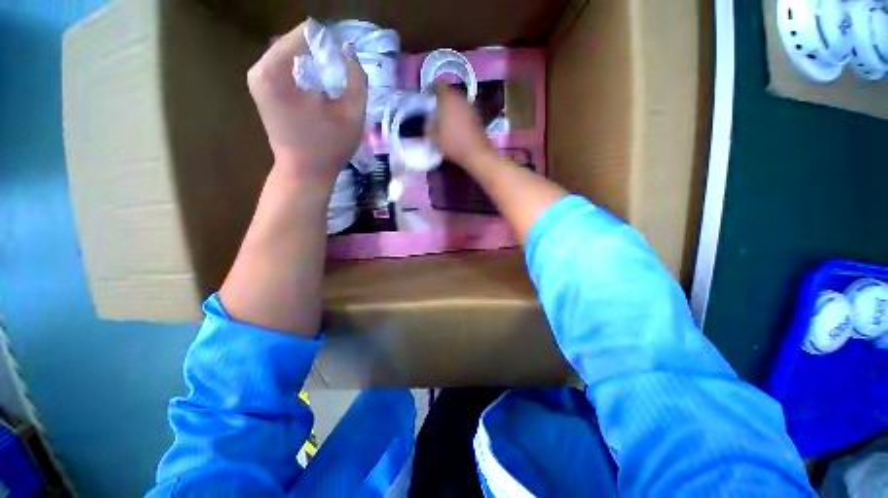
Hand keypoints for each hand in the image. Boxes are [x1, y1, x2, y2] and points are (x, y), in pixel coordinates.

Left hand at [247, 21, 367, 183]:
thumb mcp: (353, 115)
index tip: (347, 60)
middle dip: (322, 51)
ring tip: (333, 79)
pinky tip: (318, 88)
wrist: (304, 173)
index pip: (306, 33)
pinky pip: (285, 66)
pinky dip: (304, 70)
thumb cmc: (329, 147)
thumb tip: (349, 51)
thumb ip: (357, 80)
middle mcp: (260, 68)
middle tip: (342, 71)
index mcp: (276, 70)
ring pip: (291, 53)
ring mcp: (258, 79)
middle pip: (297, 41)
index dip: (332, 43)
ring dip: (314, 61)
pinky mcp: (262, 89)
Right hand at [428, 82, 495, 167]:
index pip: (438, 85)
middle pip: (449, 92)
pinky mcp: (477, 115)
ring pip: (458, 101)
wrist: (476, 152)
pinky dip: (460, 114)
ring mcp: (470, 106)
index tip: (428, 98)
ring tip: (445, 118)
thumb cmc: (452, 143)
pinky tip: (456, 126)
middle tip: (435, 109)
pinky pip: (464, 110)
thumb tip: (428, 121)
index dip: (432, 89)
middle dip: (442, 99)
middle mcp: (460, 97)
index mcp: (447, 98)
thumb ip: (428, 126)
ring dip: (452, 107)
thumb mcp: (434, 137)